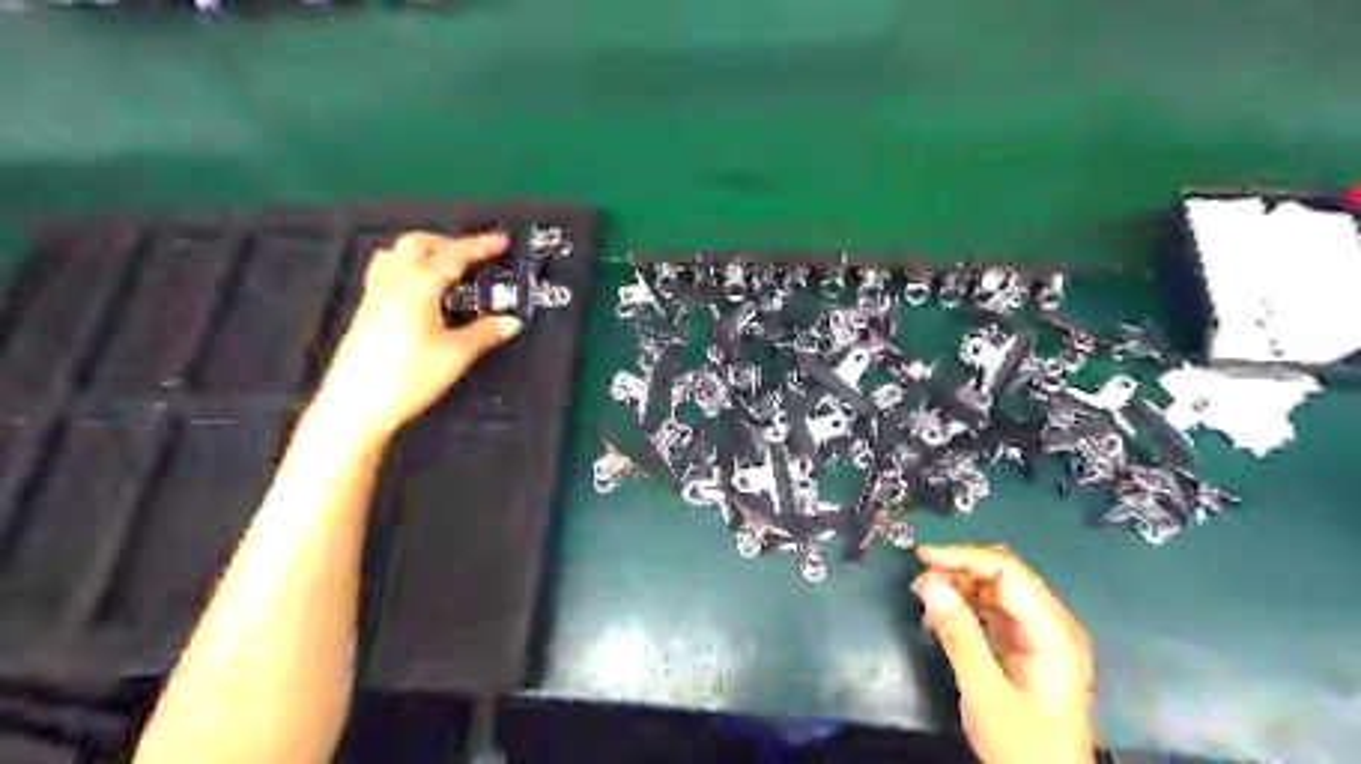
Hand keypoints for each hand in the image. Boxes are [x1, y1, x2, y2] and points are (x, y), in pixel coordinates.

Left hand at [313, 230, 520, 437]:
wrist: (356, 406)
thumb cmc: (409, 378)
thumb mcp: (456, 355)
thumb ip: (485, 333)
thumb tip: (511, 322)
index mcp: (418, 287)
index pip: (453, 255)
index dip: (479, 246)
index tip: (501, 242)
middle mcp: (393, 283)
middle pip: (418, 243)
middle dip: (448, 243)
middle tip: (472, 256)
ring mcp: (375, 295)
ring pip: (396, 255)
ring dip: (423, 253)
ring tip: (444, 269)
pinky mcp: (366, 311)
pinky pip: (385, 273)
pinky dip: (406, 269)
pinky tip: (418, 293)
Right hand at [913, 547, 1090, 763]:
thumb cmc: (1023, 747)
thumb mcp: (985, 693)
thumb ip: (959, 636)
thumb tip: (930, 585)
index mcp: (1052, 631)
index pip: (1008, 571)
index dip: (963, 557)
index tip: (922, 558)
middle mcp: (1052, 625)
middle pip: (1004, 576)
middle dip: (958, 570)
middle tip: (920, 581)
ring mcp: (1042, 637)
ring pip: (998, 591)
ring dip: (959, 586)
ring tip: (924, 597)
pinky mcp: (1029, 649)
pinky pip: (996, 611)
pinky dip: (967, 606)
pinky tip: (942, 616)